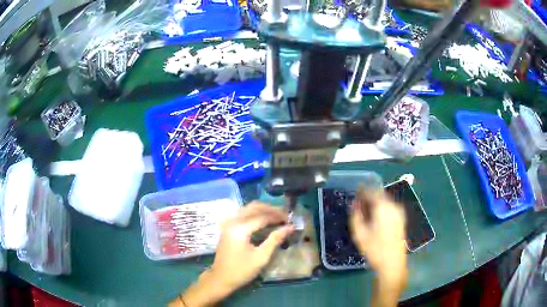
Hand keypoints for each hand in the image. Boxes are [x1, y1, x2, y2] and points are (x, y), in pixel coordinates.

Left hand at [176, 202, 293, 306]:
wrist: (221, 278)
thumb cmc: (241, 270)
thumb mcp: (261, 257)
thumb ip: (275, 239)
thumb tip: (290, 227)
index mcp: (239, 229)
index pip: (262, 216)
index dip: (278, 217)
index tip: (290, 220)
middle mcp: (232, 221)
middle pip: (254, 207)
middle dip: (271, 209)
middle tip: (285, 216)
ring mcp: (228, 223)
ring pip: (248, 208)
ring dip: (263, 210)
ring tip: (277, 217)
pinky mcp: (228, 227)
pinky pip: (243, 213)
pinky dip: (255, 214)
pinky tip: (265, 220)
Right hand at [350, 186, 406, 284]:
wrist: (393, 263)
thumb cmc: (375, 249)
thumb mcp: (359, 234)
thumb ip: (356, 215)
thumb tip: (355, 203)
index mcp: (383, 207)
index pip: (371, 191)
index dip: (362, 190)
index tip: (355, 190)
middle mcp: (393, 205)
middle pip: (379, 194)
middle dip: (369, 196)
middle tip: (359, 202)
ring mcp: (399, 212)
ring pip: (385, 200)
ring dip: (375, 202)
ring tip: (366, 210)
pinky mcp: (401, 218)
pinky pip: (390, 207)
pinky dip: (381, 207)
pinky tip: (375, 217)